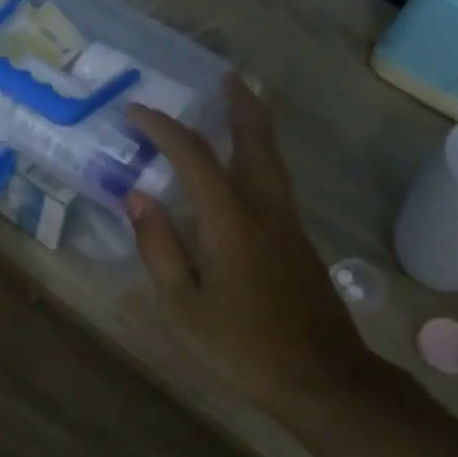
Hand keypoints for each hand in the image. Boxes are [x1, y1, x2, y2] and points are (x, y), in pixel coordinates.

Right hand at [125, 79, 361, 416]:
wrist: (321, 378)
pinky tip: (248, 169)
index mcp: (230, 221)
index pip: (193, 156)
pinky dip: (261, 157)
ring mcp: (289, 225)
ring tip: (241, 105)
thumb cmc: (242, 347)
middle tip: (226, 78)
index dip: (163, 128)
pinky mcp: (300, 243)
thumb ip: (159, 247)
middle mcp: (265, 210)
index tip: (136, 112)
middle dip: (239, 105)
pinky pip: (277, 183)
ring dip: (255, 126)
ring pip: (272, 160)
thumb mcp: (183, 306)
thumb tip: (137, 197)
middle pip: (255, 141)